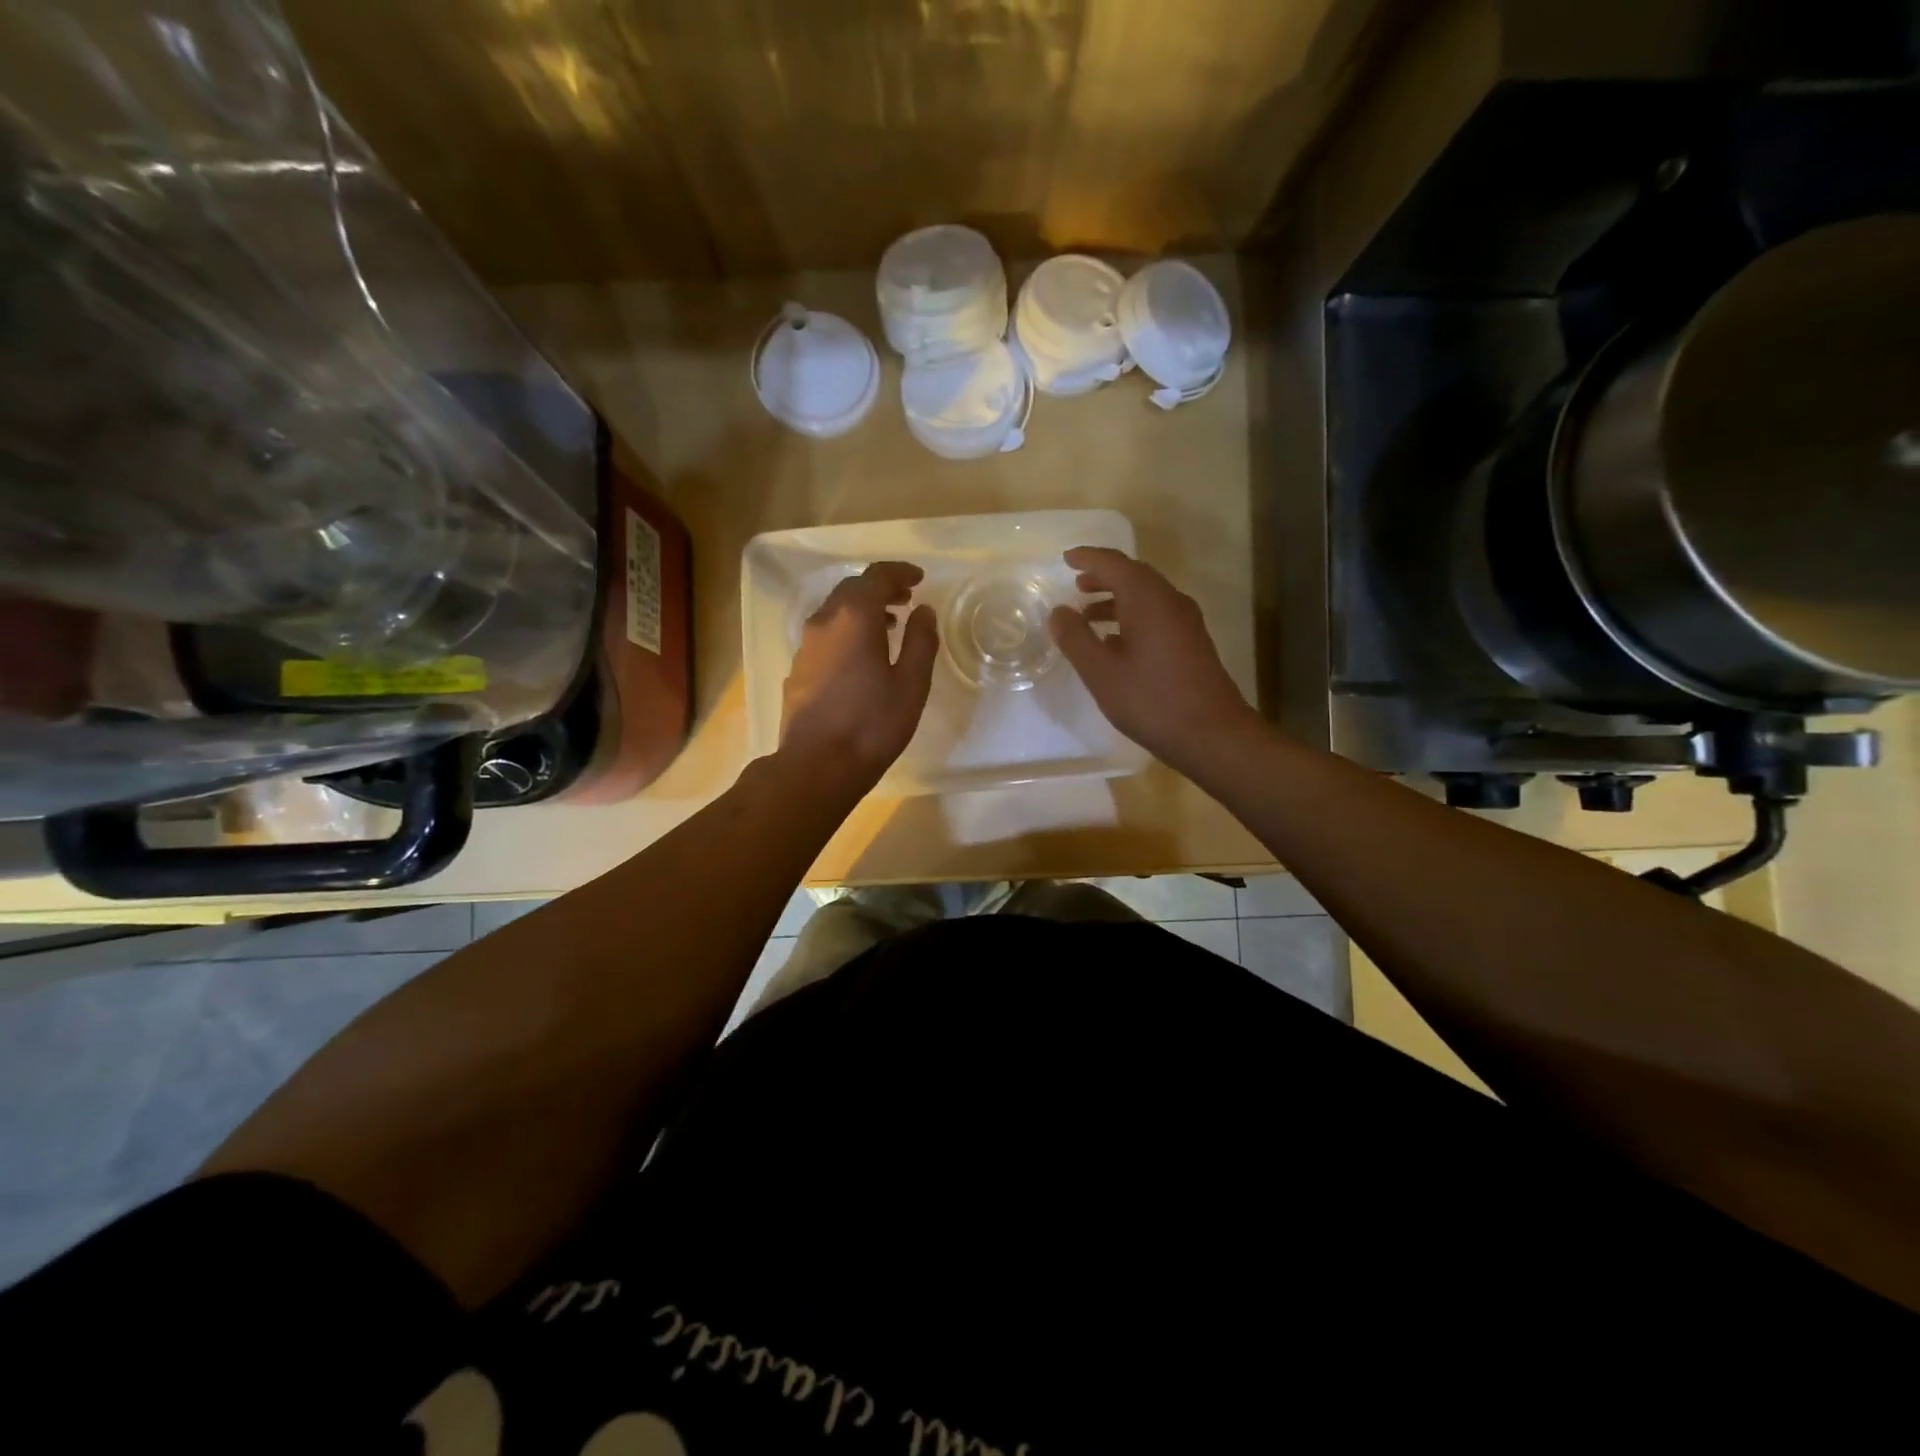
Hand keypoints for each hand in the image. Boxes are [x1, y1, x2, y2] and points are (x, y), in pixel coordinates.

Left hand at [780, 561, 937, 790]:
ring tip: (888, 626)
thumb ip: (920, 641)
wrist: (817, 765)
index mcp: (854, 617)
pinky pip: (825, 635)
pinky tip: (860, 656)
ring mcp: (805, 646)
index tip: (919, 579)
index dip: (899, 572)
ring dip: (862, 610)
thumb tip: (923, 611)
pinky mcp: (798, 669)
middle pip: (851, 589)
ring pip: (834, 612)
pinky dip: (846, 631)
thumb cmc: (872, 724)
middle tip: (906, 600)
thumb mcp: (911, 684)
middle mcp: (824, 622)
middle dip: (880, 588)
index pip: (876, 576)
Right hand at [1048, 546, 1260, 773]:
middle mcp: (1170, 602)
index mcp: (1148, 600)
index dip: (1088, 558)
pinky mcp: (1191, 643)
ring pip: (1146, 597)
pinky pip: (1156, 616)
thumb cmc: (1151, 701)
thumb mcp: (1101, 672)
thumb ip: (1076, 638)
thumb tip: (1058, 611)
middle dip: (1103, 577)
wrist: (1212, 734)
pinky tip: (1114, 643)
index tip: (1065, 558)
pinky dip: (1131, 618)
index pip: (1114, 563)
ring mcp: (1185, 622)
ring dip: (1116, 599)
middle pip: (1134, 576)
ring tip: (1087, 616)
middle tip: (1076, 585)